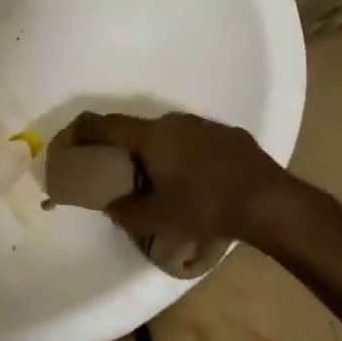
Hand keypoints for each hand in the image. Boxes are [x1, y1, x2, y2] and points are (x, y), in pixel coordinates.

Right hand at [69, 110, 331, 243]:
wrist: (269, 201)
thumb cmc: (205, 206)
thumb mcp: (159, 219)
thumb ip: (127, 212)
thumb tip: (110, 205)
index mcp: (151, 136)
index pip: (108, 125)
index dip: (86, 130)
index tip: (72, 136)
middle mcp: (174, 122)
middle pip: (140, 131)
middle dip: (128, 149)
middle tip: (124, 172)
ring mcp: (205, 125)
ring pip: (172, 135)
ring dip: (162, 153)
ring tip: (165, 180)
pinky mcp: (231, 135)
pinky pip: (199, 142)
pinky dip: (191, 156)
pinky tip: (201, 180)